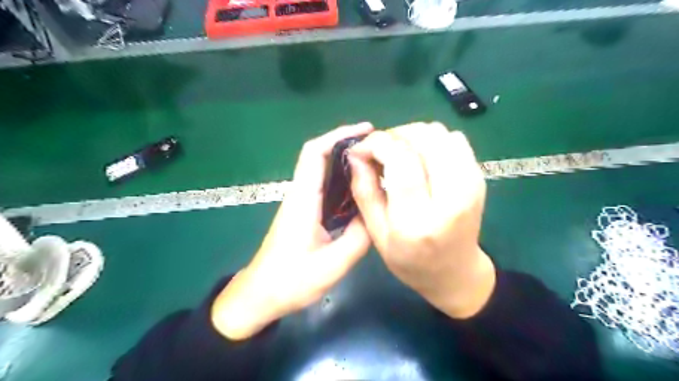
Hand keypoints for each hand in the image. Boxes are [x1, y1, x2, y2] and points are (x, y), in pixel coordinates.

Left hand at [212, 124, 372, 339]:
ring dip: (347, 162)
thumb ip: (359, 237)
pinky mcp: (305, 213)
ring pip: (324, 172)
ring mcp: (302, 203)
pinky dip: (344, 182)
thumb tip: (378, 213)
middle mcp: (301, 194)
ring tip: (378, 165)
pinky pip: (326, 189)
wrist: (260, 296)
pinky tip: (363, 191)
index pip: (315, 153)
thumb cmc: (290, 281)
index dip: (339, 135)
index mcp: (303, 199)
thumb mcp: (332, 264)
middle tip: (380, 148)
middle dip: (348, 144)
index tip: (367, 131)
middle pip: (320, 156)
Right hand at [350, 122, 494, 317]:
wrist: (456, 273)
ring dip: (413, 135)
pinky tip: (421, 157)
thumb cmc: (410, 260)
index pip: (401, 161)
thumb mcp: (376, 234)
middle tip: (380, 150)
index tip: (362, 147)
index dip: (378, 144)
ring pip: (440, 133)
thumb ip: (364, 191)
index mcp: (418, 220)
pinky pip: (454, 139)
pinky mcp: (478, 178)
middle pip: (424, 139)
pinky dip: (432, 140)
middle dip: (394, 135)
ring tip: (399, 153)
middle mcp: (451, 198)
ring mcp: (470, 185)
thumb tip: (356, 153)